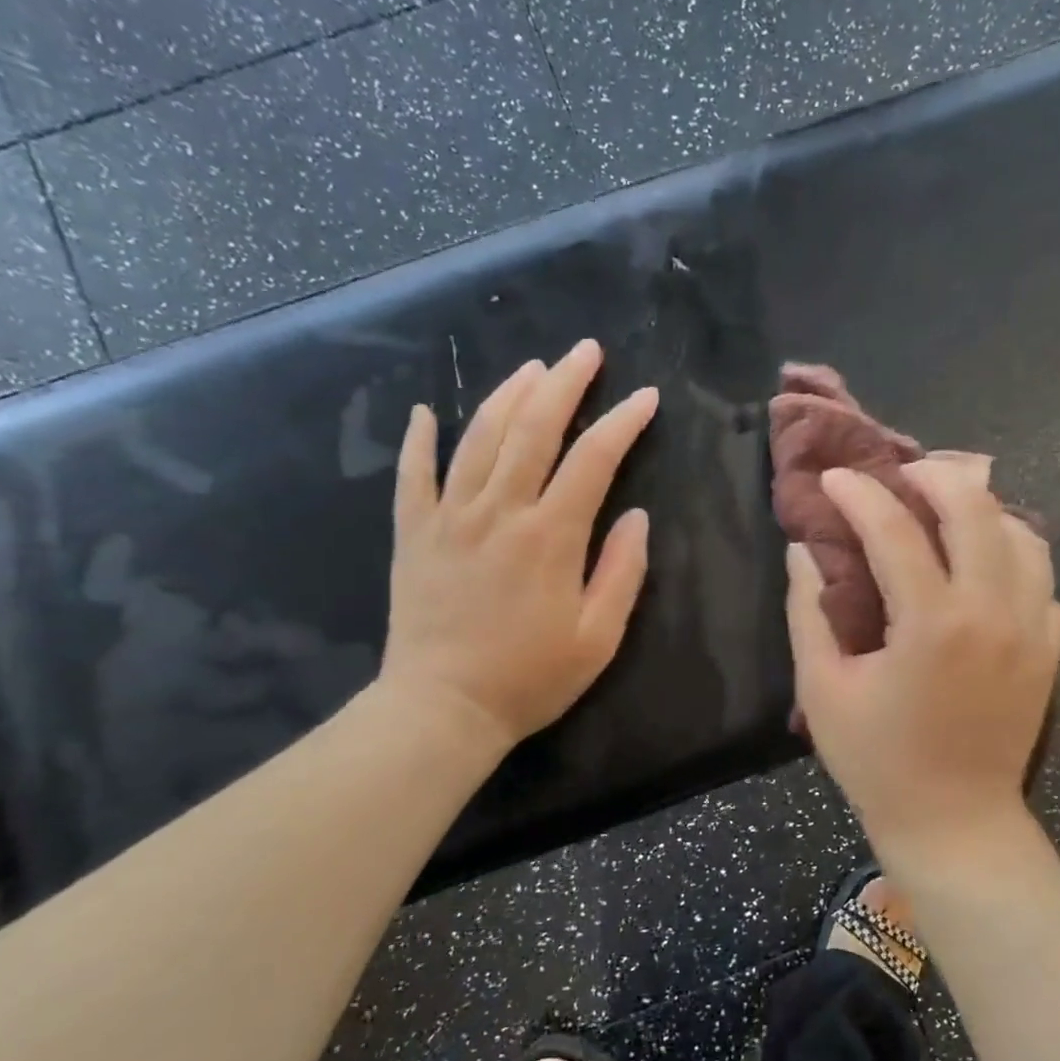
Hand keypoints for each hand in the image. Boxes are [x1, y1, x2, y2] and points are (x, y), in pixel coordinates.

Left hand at [376, 339, 657, 754]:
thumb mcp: (599, 637)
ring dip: (507, 396)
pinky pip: (414, 476)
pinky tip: (424, 412)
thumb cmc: (531, 678)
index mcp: (550, 536)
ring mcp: (450, 518)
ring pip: (478, 439)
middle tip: (584, 351)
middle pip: (533, 430)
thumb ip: (621, 571)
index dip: (622, 423)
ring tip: (531, 368)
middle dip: (564, 384)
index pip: (593, 460)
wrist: (444, 709)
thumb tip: (635, 517)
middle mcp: (499, 512)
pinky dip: (419, 440)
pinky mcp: (415, 535)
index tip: (645, 397)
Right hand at [786, 459, 1059, 857]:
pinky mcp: (1050, 651)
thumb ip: (808, 612)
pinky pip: (1042, 581)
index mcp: (931, 624)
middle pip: (975, 509)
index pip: (894, 530)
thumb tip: (803, 549)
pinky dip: (1014, 557)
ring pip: (1023, 535)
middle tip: (900, 476)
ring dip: (982, 511)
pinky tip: (984, 568)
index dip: (858, 494)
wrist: (954, 821)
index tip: (834, 478)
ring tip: (946, 511)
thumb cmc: (877, 762)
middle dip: (934, 476)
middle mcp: (991, 613)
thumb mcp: (823, 689)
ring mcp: (1031, 630)